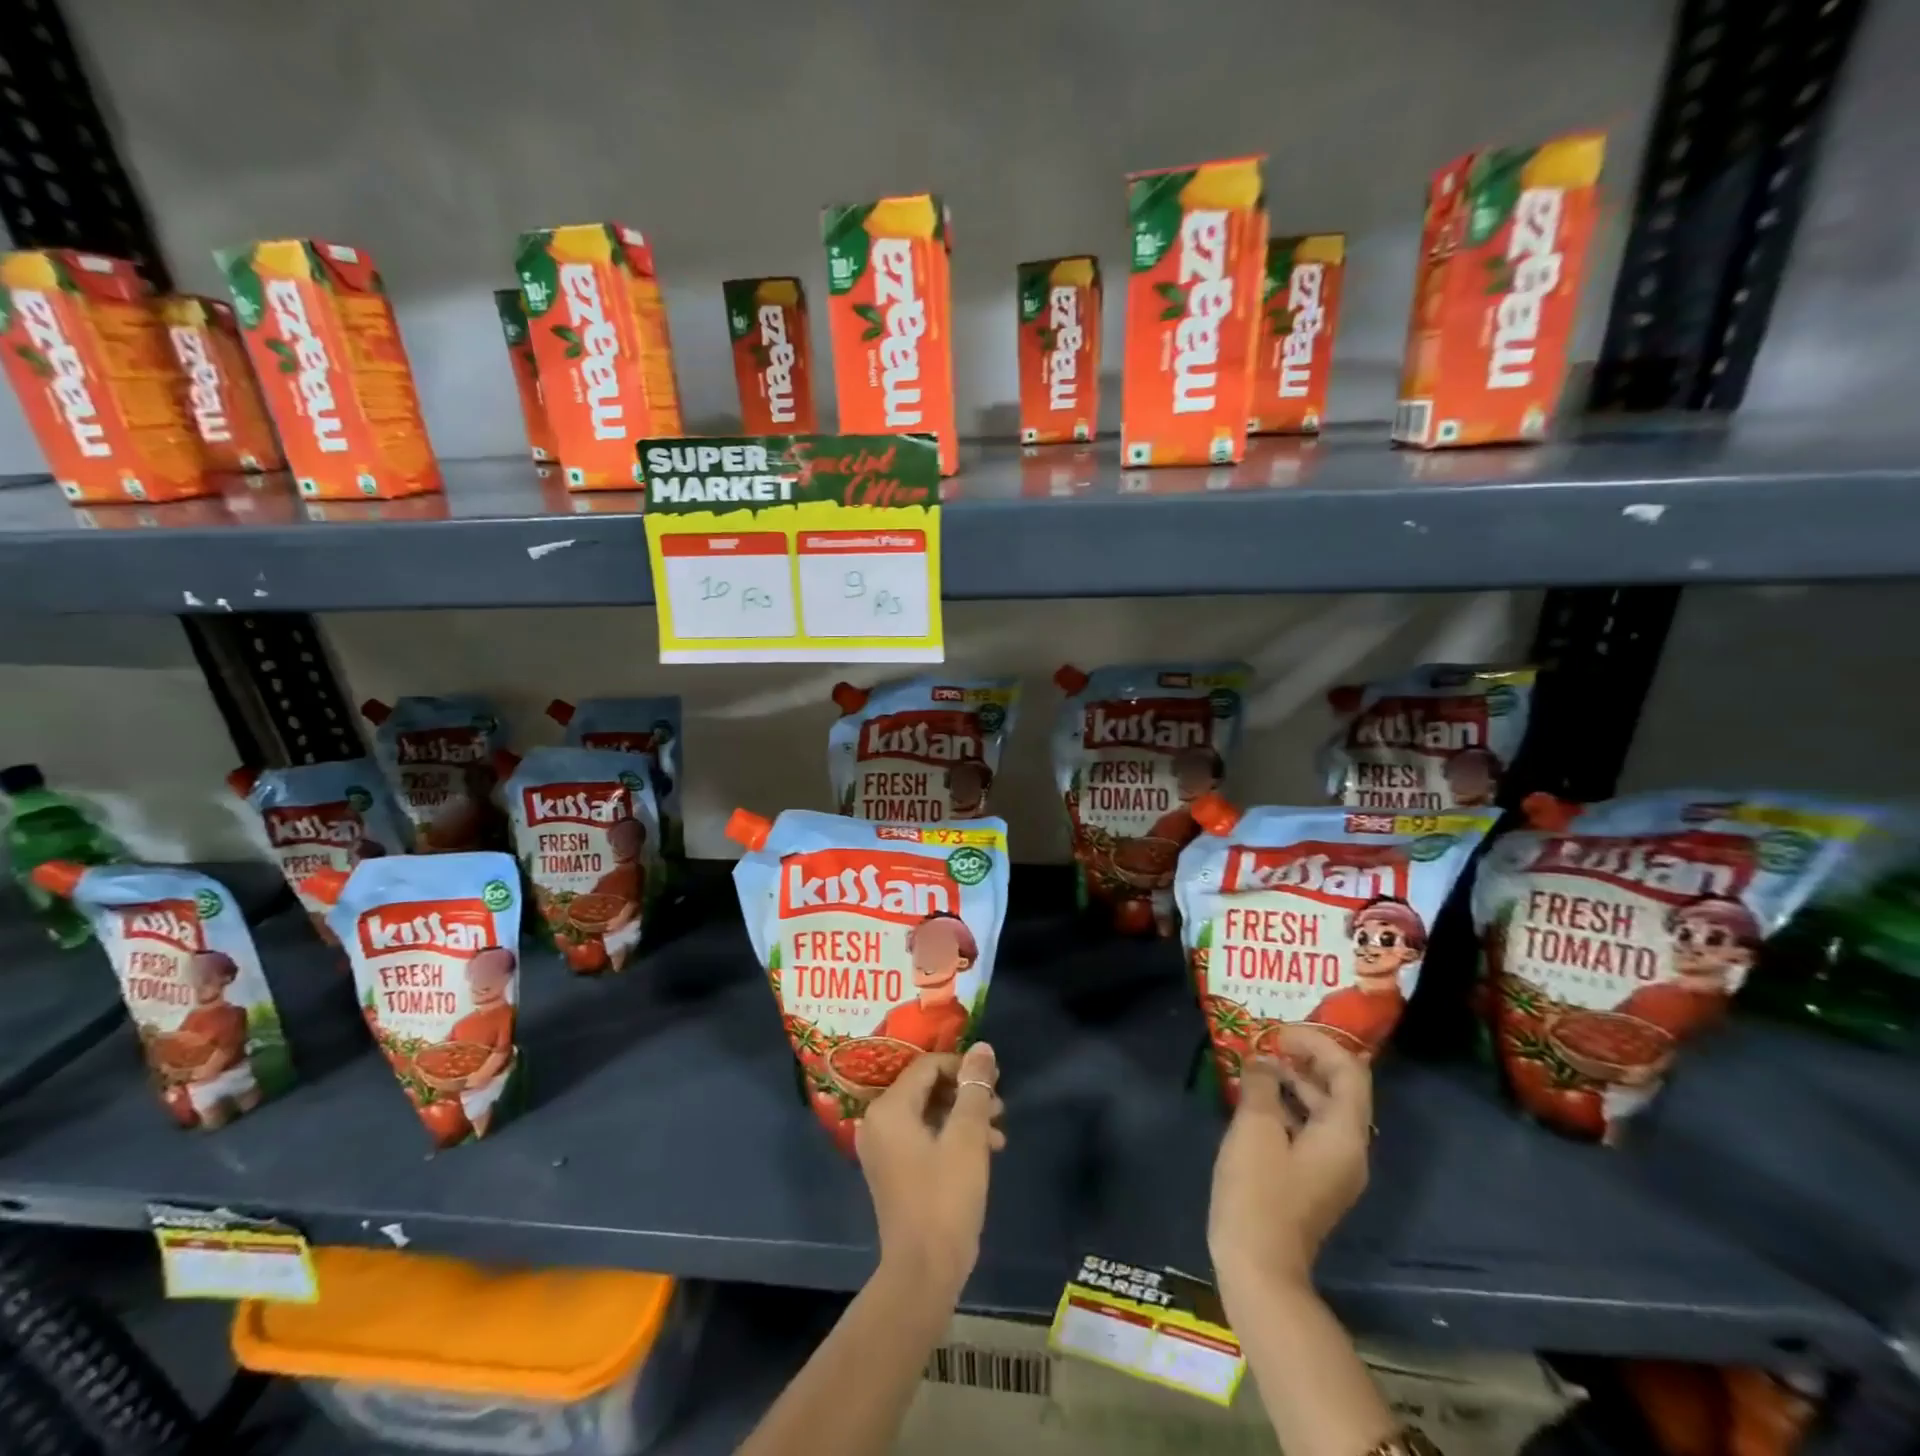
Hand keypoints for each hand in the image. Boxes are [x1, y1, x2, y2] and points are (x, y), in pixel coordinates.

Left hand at [856, 1042, 1004, 1298]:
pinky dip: (951, 1137)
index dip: (963, 1066)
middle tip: (999, 1106)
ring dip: (964, 1116)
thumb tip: (982, 1047)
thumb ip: (974, 1087)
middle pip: (927, 1087)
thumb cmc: (945, 1198)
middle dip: (966, 1093)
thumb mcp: (967, 1137)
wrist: (923, 1273)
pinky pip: (923, 1136)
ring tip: (998, 1133)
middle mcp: (878, 1121)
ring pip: (928, 1113)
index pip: (927, 1065)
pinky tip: (984, 1150)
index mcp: (889, 1108)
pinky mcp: (893, 1170)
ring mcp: (883, 1148)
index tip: (994, 1079)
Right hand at [1209, 1025, 1372, 1291]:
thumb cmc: (1259, 1192)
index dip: (1317, 1043)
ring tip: (1254, 1065)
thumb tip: (1264, 1060)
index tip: (1278, 1031)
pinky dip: (1287, 1107)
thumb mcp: (1255, 1128)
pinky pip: (1308, 1129)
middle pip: (1339, 1089)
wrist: (1259, 1267)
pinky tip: (1254, 1101)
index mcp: (1344, 1135)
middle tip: (1265, 1042)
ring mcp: (1333, 1168)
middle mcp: (1349, 1149)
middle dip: (1305, 1059)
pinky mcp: (1313, 1181)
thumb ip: (1262, 1084)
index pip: (1349, 1072)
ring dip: (1293, 1081)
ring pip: (1321, 1109)